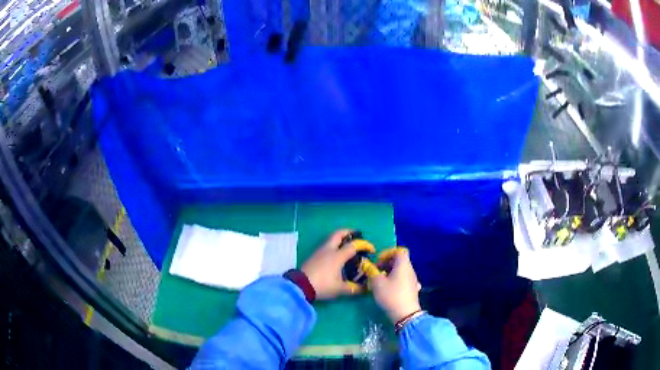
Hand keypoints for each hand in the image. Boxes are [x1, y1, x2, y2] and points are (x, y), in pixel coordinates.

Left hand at [301, 230, 362, 299]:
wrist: (300, 286)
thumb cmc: (322, 285)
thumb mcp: (340, 289)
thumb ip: (354, 288)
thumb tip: (366, 289)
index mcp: (338, 256)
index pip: (354, 245)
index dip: (364, 245)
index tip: (371, 249)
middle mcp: (329, 250)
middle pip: (339, 234)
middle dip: (349, 232)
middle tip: (357, 235)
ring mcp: (319, 251)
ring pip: (331, 239)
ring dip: (340, 238)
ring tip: (347, 245)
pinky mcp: (313, 255)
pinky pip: (326, 245)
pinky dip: (333, 245)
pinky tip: (336, 254)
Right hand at [369, 249, 421, 323]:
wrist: (405, 314)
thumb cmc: (391, 295)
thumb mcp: (377, 283)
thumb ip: (371, 272)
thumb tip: (368, 266)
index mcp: (403, 265)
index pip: (398, 251)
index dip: (387, 253)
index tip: (378, 262)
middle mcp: (410, 270)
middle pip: (400, 261)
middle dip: (387, 264)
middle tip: (376, 271)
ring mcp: (413, 280)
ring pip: (401, 271)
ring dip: (391, 273)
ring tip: (381, 282)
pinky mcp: (413, 289)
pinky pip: (404, 280)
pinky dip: (397, 281)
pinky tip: (391, 289)